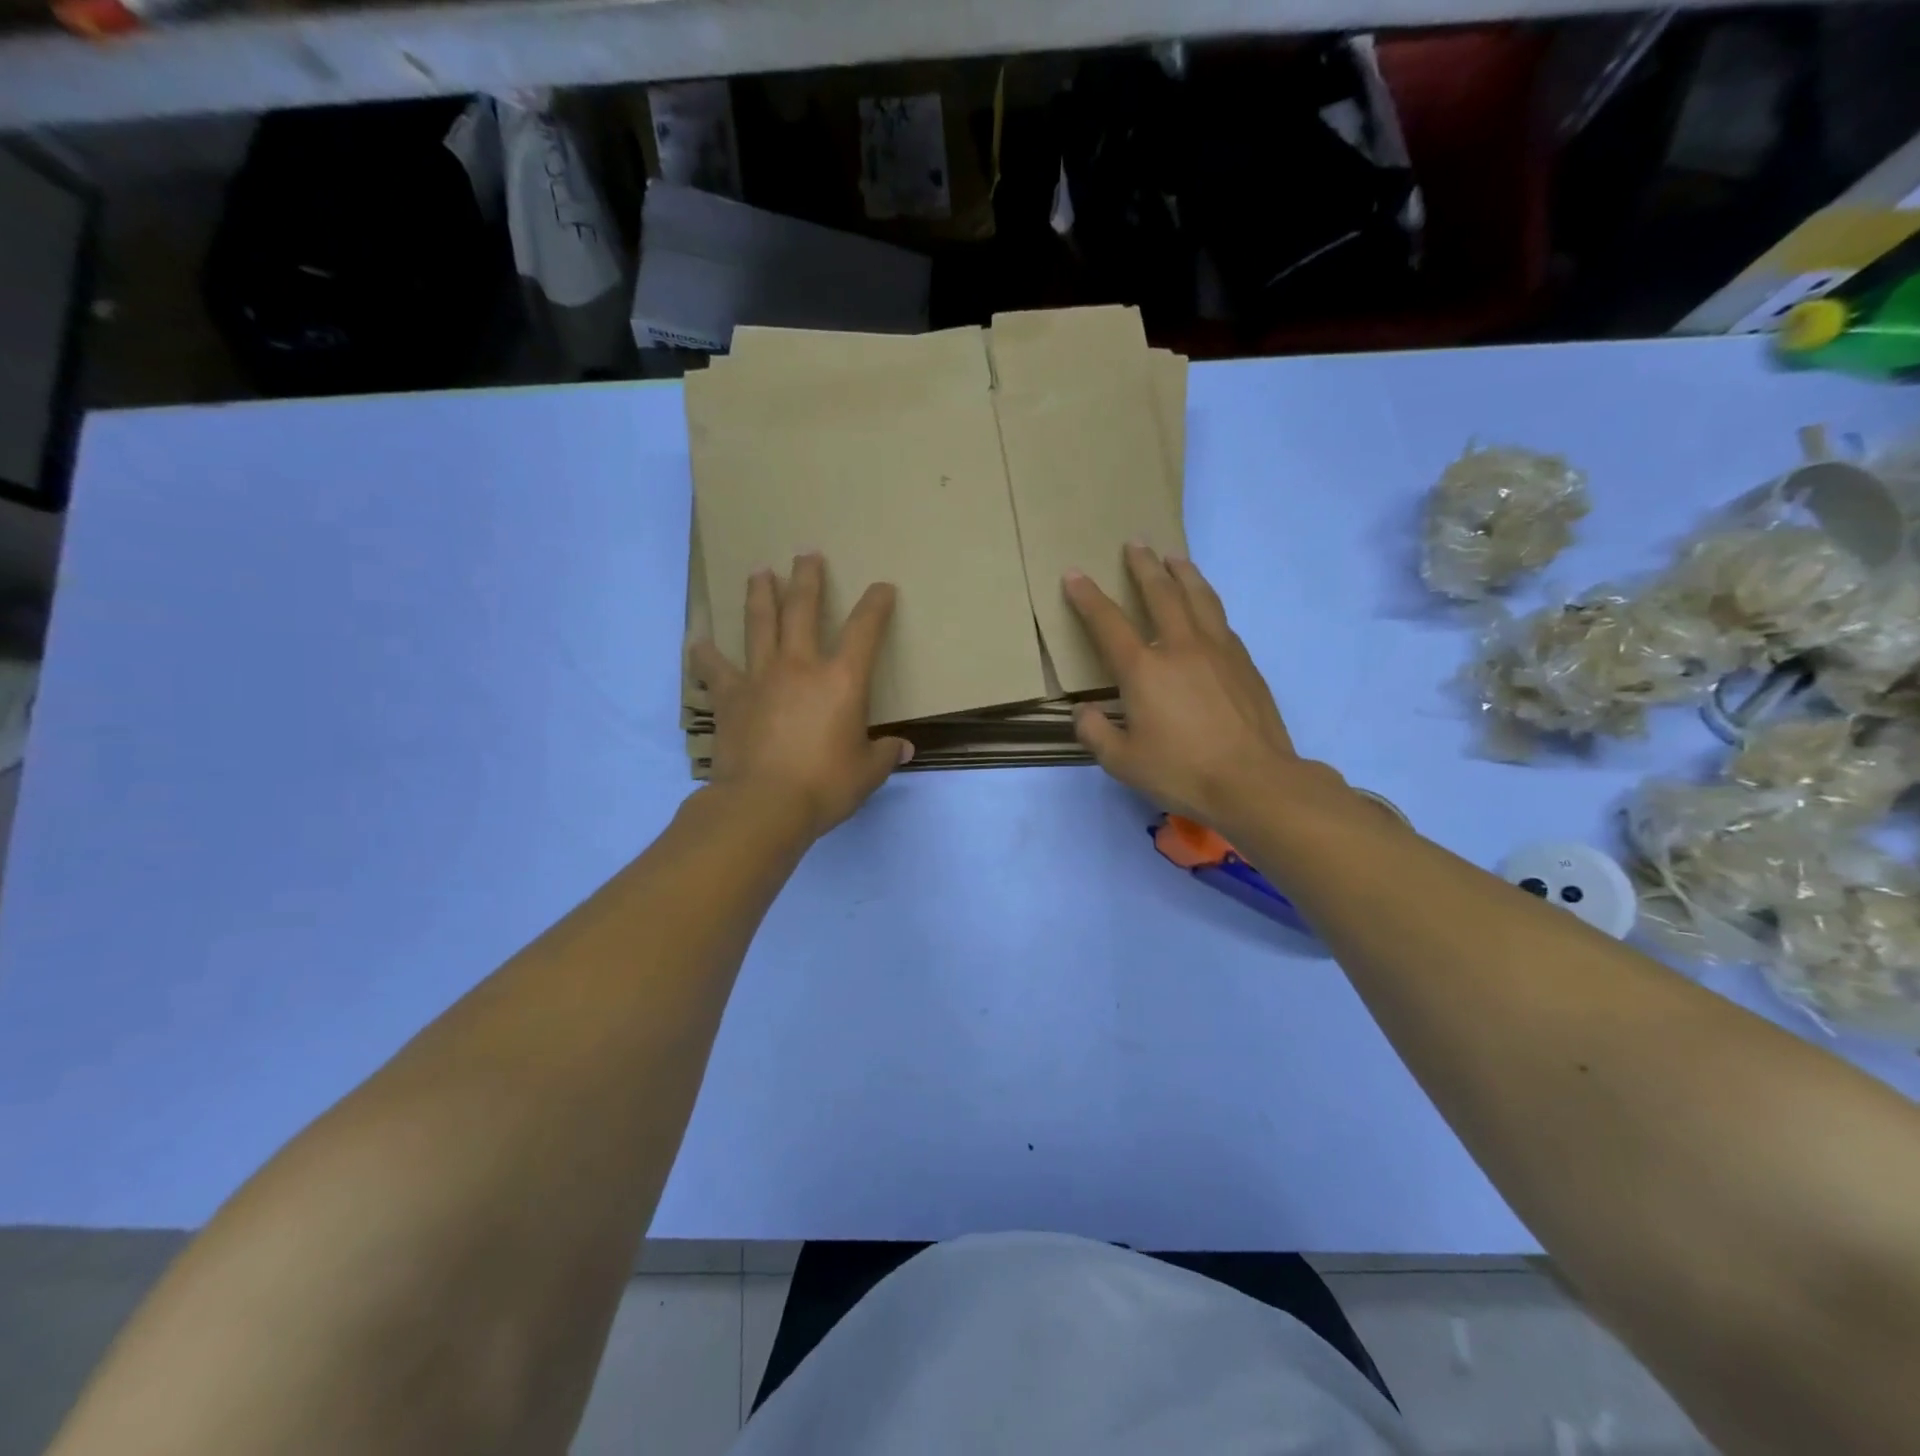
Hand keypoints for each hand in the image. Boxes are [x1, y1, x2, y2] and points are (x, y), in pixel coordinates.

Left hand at [691, 553, 911, 839]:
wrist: (763, 805)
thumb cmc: (825, 786)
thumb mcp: (867, 774)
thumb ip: (884, 755)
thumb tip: (903, 749)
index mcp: (842, 680)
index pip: (865, 629)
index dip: (876, 604)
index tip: (882, 588)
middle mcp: (801, 666)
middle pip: (802, 609)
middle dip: (807, 578)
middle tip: (806, 554)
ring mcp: (760, 677)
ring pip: (759, 624)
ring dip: (760, 594)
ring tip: (759, 572)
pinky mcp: (729, 697)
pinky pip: (713, 668)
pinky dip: (704, 654)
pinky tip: (697, 642)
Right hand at [1064, 545, 1310, 829]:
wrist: (1254, 781)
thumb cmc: (1181, 771)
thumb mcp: (1122, 762)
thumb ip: (1095, 733)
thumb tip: (1083, 712)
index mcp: (1144, 670)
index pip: (1108, 623)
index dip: (1087, 598)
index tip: (1075, 574)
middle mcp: (1180, 647)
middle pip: (1161, 593)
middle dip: (1143, 566)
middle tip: (1135, 544)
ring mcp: (1219, 650)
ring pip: (1199, 597)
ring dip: (1183, 572)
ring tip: (1175, 556)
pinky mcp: (1245, 663)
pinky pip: (1221, 620)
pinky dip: (1207, 603)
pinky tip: (1207, 607)